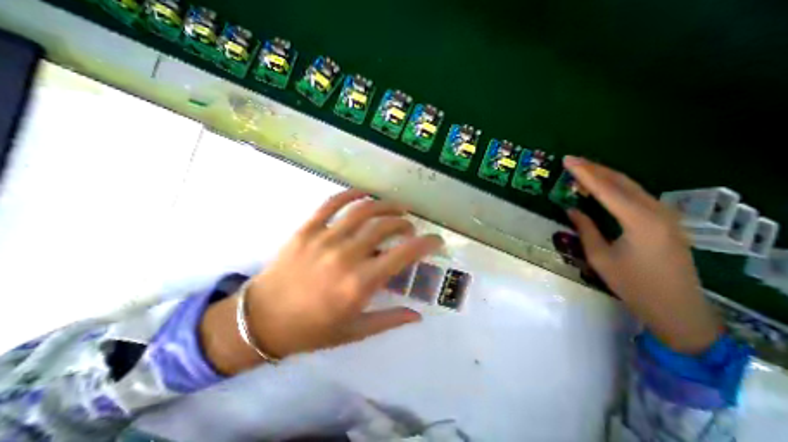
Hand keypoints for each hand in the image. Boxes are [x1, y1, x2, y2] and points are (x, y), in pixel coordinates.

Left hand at [200, 189, 441, 374]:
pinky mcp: (307, 229)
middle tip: (410, 229)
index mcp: (360, 283)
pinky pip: (332, 203)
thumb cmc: (310, 330)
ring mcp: (325, 238)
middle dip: (405, 224)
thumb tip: (417, 315)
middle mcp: (346, 255)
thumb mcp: (354, 331)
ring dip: (385, 205)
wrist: (260, 320)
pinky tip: (364, 194)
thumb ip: (389, 320)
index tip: (436, 240)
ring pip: (363, 210)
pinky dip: (351, 194)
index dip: (426, 243)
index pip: (404, 254)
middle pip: (385, 226)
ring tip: (397, 207)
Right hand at [563, 158, 721, 353]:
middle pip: (622, 182)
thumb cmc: (632, 283)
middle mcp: (657, 212)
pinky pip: (638, 196)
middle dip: (595, 169)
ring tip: (583, 170)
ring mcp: (666, 215)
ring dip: (606, 176)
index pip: (607, 190)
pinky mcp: (666, 220)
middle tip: (572, 160)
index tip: (568, 161)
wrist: (676, 307)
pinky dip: (617, 187)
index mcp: (639, 221)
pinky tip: (603, 187)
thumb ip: (585, 229)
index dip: (585, 174)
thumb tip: (571, 209)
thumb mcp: (599, 257)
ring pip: (632, 186)